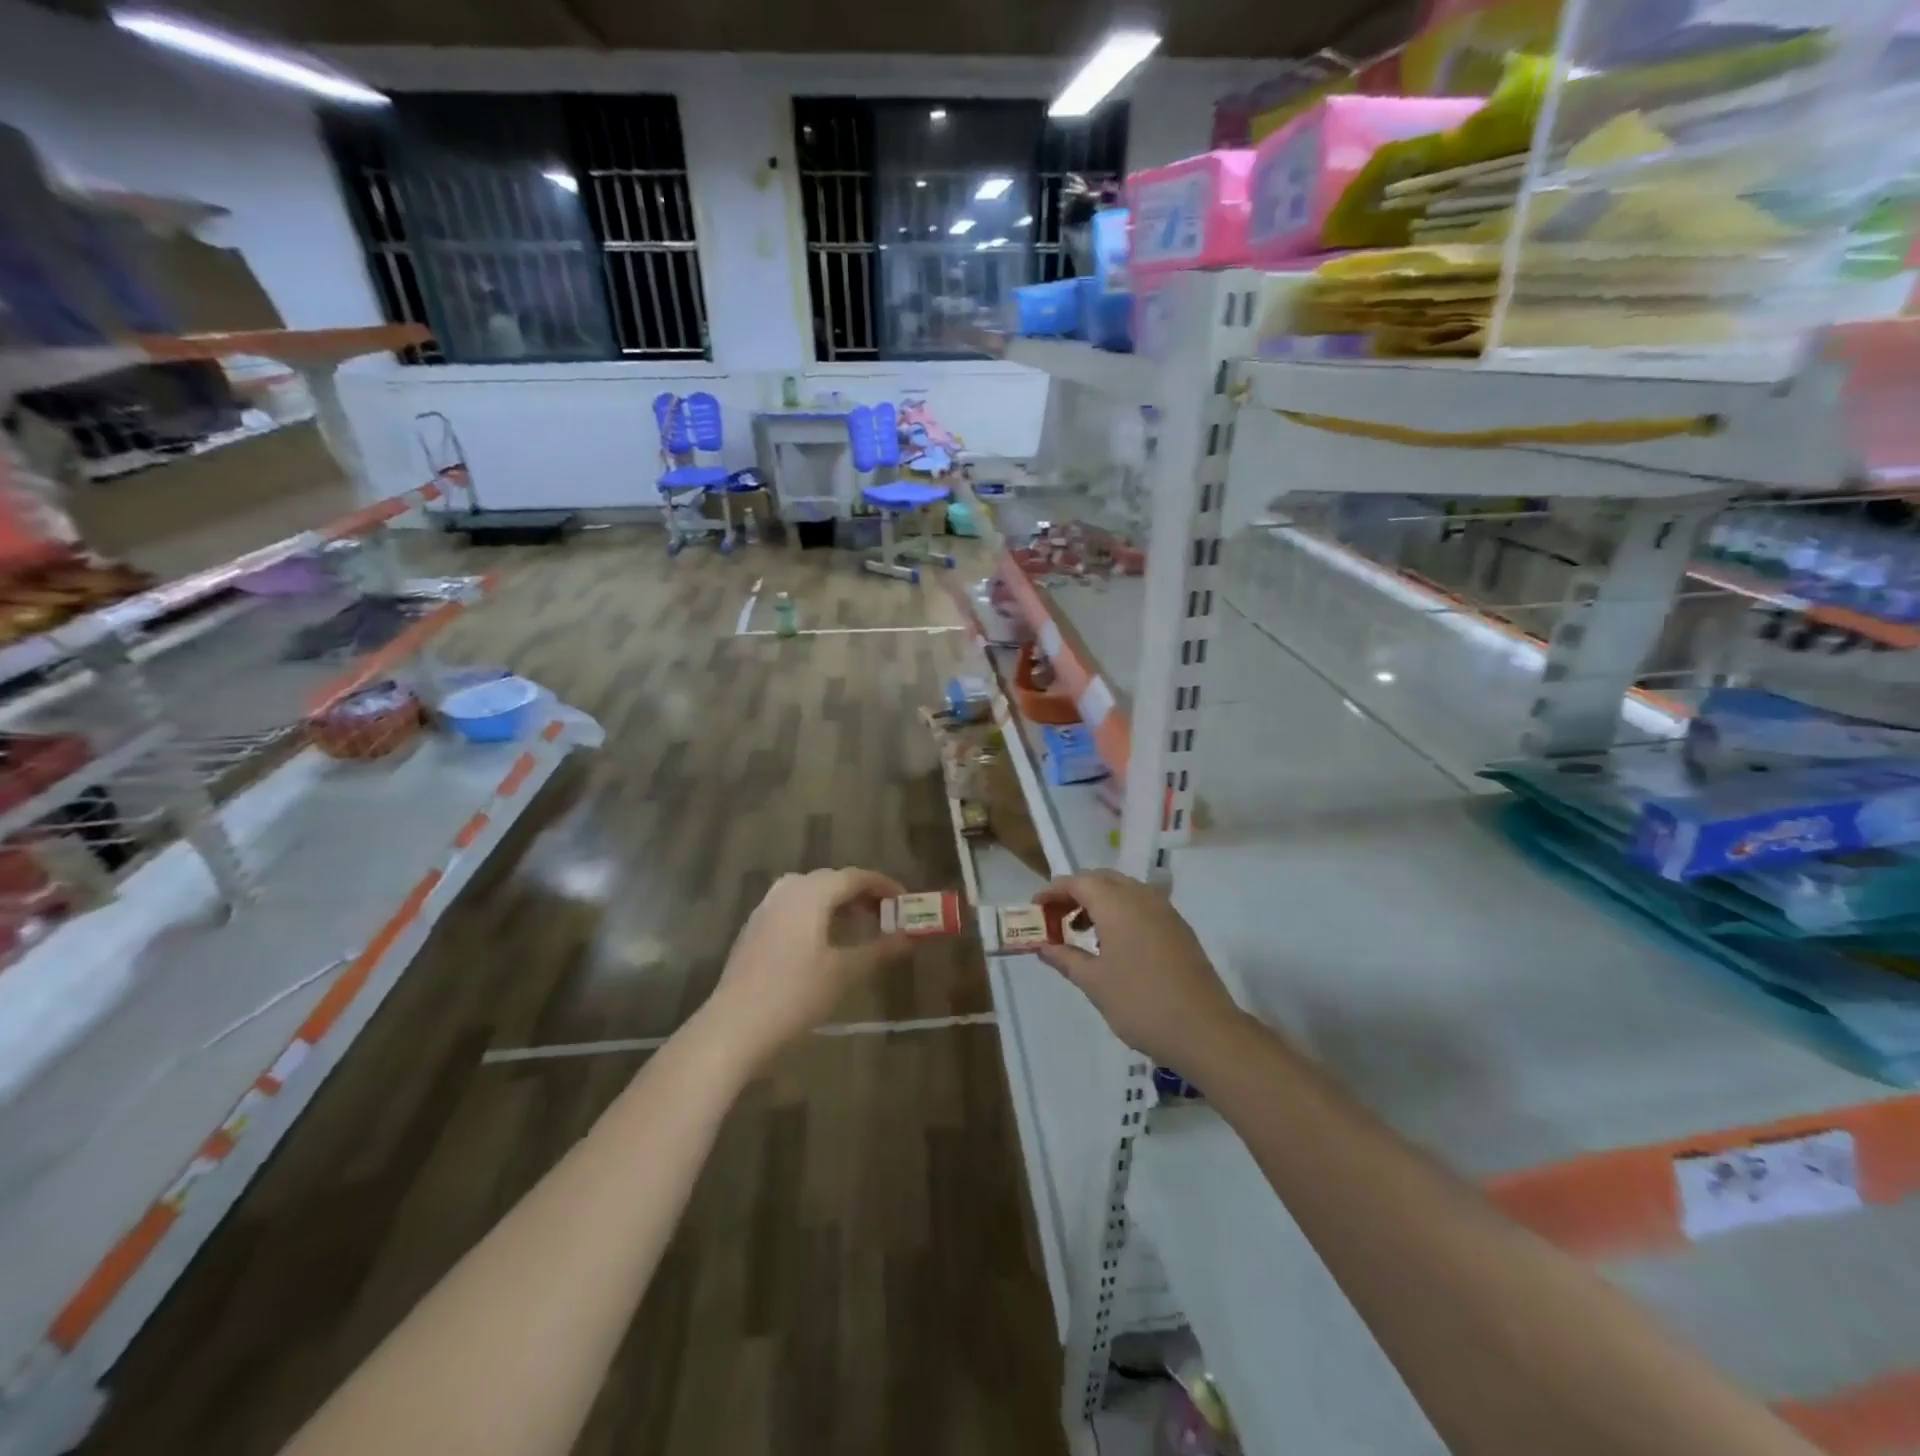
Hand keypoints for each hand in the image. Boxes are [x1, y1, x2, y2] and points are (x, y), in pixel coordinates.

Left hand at [704, 868, 910, 1070]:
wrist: (733, 1028)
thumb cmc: (795, 995)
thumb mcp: (844, 972)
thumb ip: (880, 949)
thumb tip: (912, 936)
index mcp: (811, 893)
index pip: (856, 877)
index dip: (885, 886)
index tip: (906, 903)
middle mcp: (787, 890)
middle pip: (833, 881)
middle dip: (862, 895)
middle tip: (887, 917)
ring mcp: (766, 908)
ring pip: (811, 893)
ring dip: (838, 905)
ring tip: (860, 928)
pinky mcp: (755, 928)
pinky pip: (794, 908)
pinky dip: (817, 915)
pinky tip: (825, 943)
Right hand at [1036, 870, 1244, 1074]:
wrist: (1205, 1030)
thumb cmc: (1140, 1003)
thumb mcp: (1094, 983)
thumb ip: (1066, 959)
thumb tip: (1043, 947)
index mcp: (1117, 904)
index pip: (1078, 881)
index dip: (1054, 890)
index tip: (1036, 907)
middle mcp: (1142, 898)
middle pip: (1102, 879)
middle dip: (1076, 892)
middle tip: (1057, 918)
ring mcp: (1165, 911)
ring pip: (1125, 890)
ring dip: (1100, 902)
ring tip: (1083, 932)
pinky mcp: (1179, 928)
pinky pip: (1143, 905)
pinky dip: (1122, 912)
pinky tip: (1115, 944)